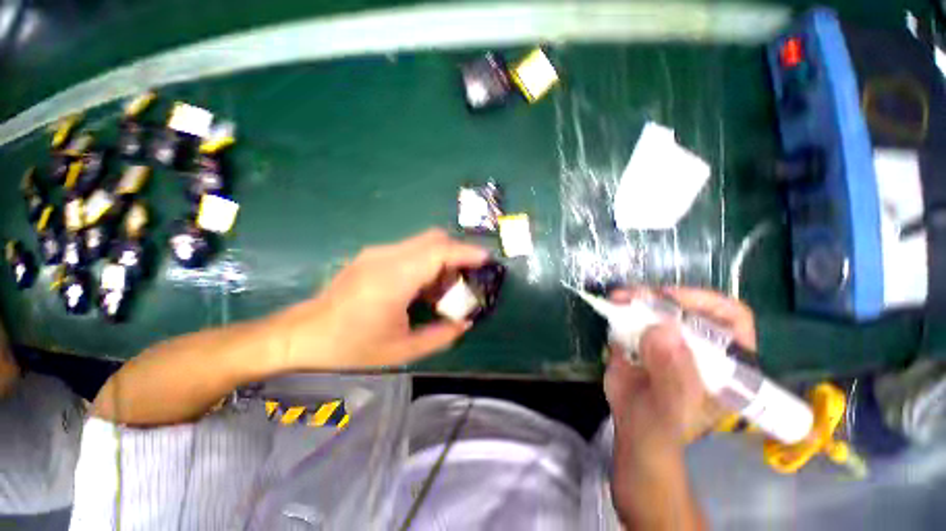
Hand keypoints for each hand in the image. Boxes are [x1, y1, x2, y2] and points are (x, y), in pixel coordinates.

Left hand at [275, 229, 489, 369]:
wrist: (300, 337)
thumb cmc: (350, 349)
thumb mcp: (401, 351)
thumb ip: (440, 336)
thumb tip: (465, 323)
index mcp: (394, 279)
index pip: (439, 251)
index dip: (466, 252)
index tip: (486, 259)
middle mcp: (386, 257)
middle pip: (433, 238)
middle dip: (457, 253)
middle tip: (466, 277)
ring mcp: (376, 253)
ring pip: (422, 242)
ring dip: (441, 258)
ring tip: (444, 287)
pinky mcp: (371, 256)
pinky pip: (409, 250)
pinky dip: (426, 261)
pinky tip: (421, 286)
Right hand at [604, 287, 755, 448]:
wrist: (632, 428)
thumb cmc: (664, 426)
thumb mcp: (674, 407)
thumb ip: (672, 374)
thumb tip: (662, 329)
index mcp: (722, 360)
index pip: (731, 319)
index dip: (707, 303)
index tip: (673, 300)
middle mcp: (697, 342)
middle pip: (687, 306)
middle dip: (661, 297)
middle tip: (637, 296)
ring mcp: (667, 337)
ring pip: (658, 305)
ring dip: (638, 297)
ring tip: (618, 297)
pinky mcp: (641, 336)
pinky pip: (633, 314)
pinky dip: (621, 306)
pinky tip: (610, 306)